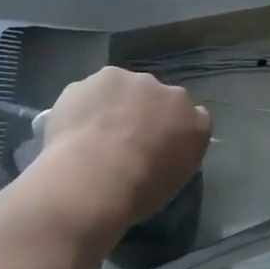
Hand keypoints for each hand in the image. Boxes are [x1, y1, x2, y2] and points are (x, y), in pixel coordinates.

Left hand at [41, 68, 211, 225]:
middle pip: (156, 96)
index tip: (157, 146)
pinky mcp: (96, 78)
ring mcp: (130, 80)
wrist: (94, 177)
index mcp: (194, 121)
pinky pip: (91, 91)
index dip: (172, 129)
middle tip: (123, 140)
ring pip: (122, 88)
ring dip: (113, 103)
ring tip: (94, 135)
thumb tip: (160, 150)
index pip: (193, 117)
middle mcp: (167, 91)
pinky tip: (74, 129)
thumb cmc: (139, 190)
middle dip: (142, 111)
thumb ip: (173, 155)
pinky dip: (85, 105)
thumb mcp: (172, 182)